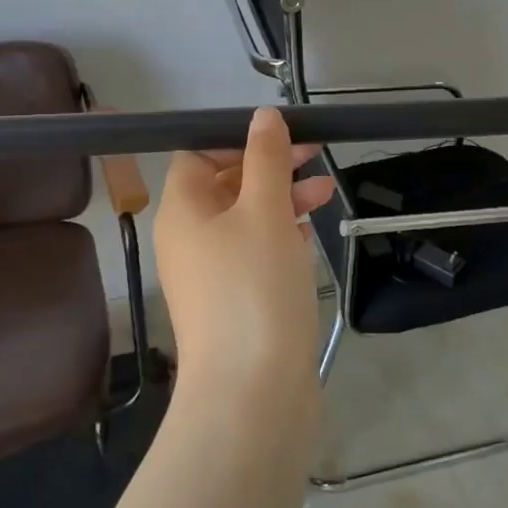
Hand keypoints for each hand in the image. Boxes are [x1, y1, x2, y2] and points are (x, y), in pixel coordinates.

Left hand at [155, 108, 337, 392]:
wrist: (252, 392)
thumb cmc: (254, 288)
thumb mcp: (264, 211)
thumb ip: (266, 159)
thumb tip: (263, 115)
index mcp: (182, 210)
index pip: (198, 155)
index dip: (237, 140)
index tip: (283, 138)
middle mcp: (189, 240)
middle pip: (225, 186)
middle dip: (270, 168)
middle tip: (317, 157)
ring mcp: (211, 276)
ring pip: (245, 221)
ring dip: (282, 200)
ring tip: (325, 194)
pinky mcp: (236, 304)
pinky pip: (254, 255)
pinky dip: (280, 238)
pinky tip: (308, 235)